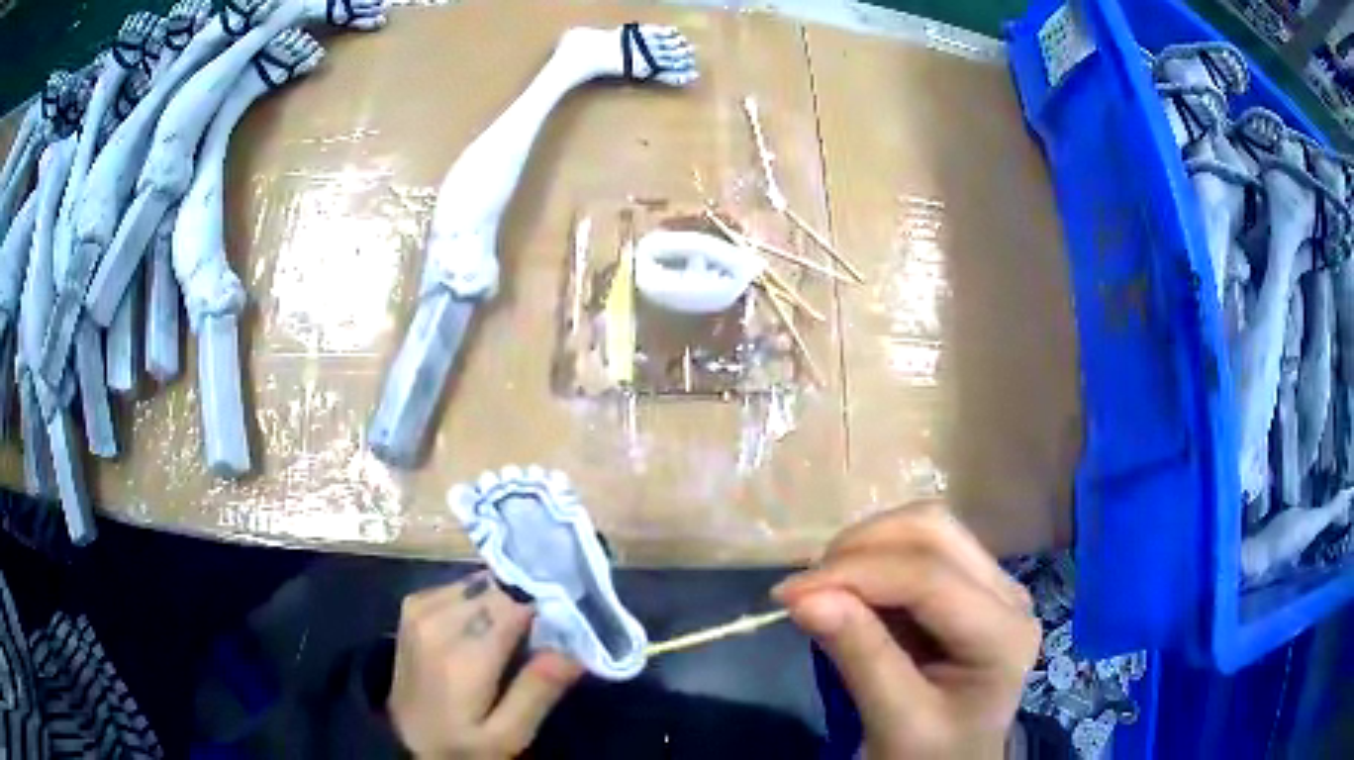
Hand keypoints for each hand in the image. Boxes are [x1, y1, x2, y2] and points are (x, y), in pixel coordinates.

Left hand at [389, 572, 583, 758]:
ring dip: (503, 602)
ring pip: (481, 583)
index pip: (516, 603)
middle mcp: (436, 619)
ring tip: (516, 637)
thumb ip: (537, 691)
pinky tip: (486, 629)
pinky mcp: (413, 605)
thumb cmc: (461, 745)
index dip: (547, 609)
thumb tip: (575, 649)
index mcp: (462, 654)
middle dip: (526, 605)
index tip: (567, 627)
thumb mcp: (507, 735)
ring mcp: (419, 608)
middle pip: (499, 589)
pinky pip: (460, 587)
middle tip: (544, 639)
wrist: (405, 742)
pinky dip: (480, 601)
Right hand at [773, 502, 1039, 759]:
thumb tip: (800, 597)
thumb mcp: (895, 720)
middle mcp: (1009, 594)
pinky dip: (876, 558)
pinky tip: (851, 591)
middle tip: (807, 587)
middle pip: (935, 531)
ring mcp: (993, 584)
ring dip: (868, 546)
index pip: (929, 578)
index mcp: (1004, 635)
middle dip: (862, 547)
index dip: (856, 575)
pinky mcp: (970, 585)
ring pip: (928, 527)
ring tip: (826, 588)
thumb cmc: (929, 754)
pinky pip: (922, 547)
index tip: (787, 595)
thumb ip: (859, 656)